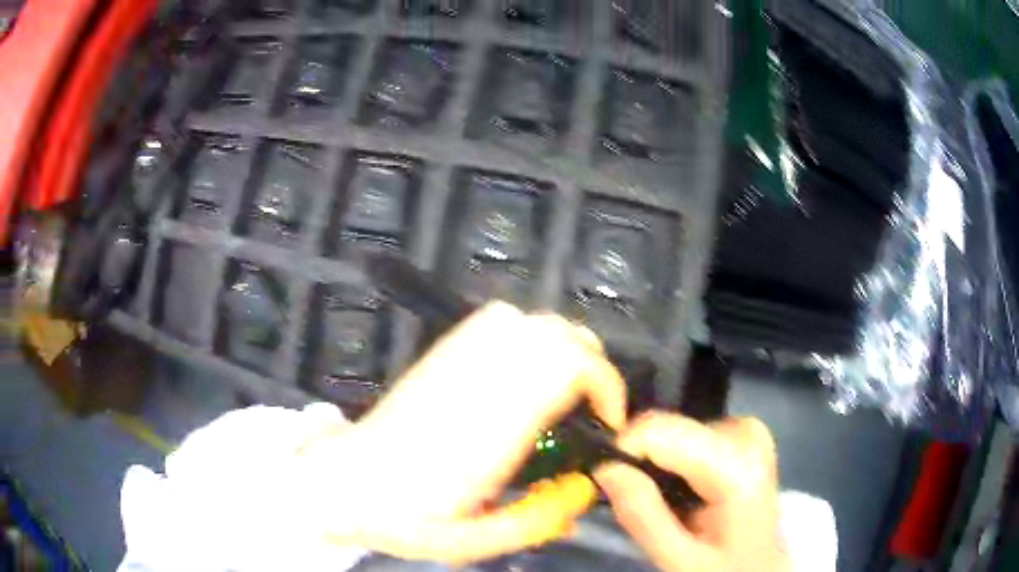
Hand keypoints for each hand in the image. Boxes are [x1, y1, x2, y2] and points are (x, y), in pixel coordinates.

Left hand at [300, 301, 626, 563]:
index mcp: (491, 429)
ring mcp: (455, 359)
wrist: (343, 481)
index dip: (604, 385)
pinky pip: (495, 319)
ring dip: (560, 347)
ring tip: (561, 389)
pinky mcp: (441, 353)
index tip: (608, 422)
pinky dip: (525, 332)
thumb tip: (584, 492)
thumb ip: (535, 523)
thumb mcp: (472, 542)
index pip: (567, 369)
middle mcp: (478, 382)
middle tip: (589, 410)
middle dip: (591, 366)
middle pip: (556, 335)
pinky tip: (522, 368)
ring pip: (529, 320)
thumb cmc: (403, 517)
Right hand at [595, 414, 785, 571]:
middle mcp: (746, 432)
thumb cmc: (723, 567)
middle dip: (640, 459)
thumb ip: (641, 515)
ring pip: (674, 428)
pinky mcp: (744, 431)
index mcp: (737, 466)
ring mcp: (748, 428)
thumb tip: (604, 466)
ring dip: (656, 462)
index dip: (622, 450)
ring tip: (662, 501)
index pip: (660, 431)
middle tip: (635, 500)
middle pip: (668, 428)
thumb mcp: (678, 558)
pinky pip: (689, 433)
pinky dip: (674, 458)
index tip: (604, 479)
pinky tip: (681, 488)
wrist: (761, 565)